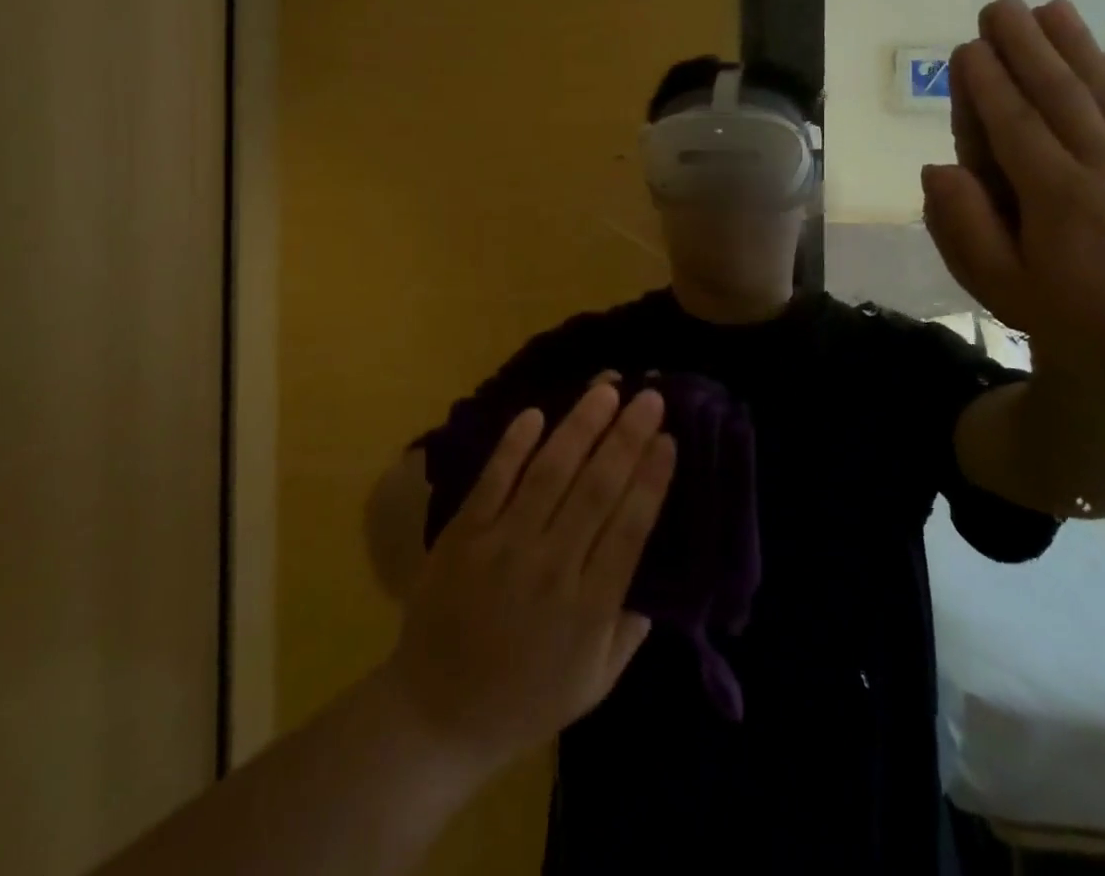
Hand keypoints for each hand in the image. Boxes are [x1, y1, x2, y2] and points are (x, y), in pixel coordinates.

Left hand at [382, 379, 675, 780]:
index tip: (668, 438)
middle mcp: (551, 568)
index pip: (630, 527)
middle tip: (649, 395)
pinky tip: (535, 412)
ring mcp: (503, 546)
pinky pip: (493, 479)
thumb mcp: (595, 683)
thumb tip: (658, 573)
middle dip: (627, 436)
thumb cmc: (525, 700)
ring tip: (605, 388)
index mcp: (589, 607)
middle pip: (597, 488)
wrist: (436, 715)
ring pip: (550, 472)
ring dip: (580, 426)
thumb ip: (630, 627)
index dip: (652, 478)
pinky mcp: (464, 534)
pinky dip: (513, 444)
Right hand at [923, 0, 1104, 382]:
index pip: (1015, 125)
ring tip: (1053, 7)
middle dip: (1027, 45)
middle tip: (1002, 5)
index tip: (969, 46)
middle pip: (1061, 94)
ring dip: (1079, 45)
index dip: (988, 83)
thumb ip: (966, 227)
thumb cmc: (1079, 320)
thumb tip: (937, 169)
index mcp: (1056, 196)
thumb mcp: (1004, 288)